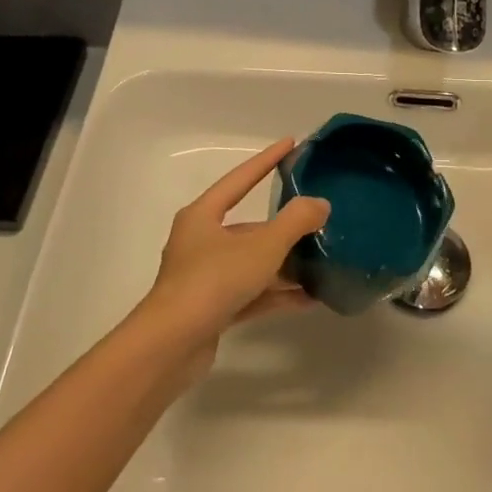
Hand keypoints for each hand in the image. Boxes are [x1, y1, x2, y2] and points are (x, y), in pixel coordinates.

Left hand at [143, 139, 328, 366]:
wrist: (170, 347)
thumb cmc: (213, 281)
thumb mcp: (262, 246)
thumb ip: (295, 221)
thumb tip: (320, 204)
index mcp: (203, 216)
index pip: (240, 179)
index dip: (267, 160)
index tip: (290, 143)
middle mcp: (200, 242)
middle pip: (249, 227)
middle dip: (284, 226)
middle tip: (317, 219)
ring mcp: (204, 278)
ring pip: (251, 262)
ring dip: (284, 264)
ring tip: (321, 262)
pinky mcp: (211, 309)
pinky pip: (251, 293)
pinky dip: (276, 293)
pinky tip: (308, 298)